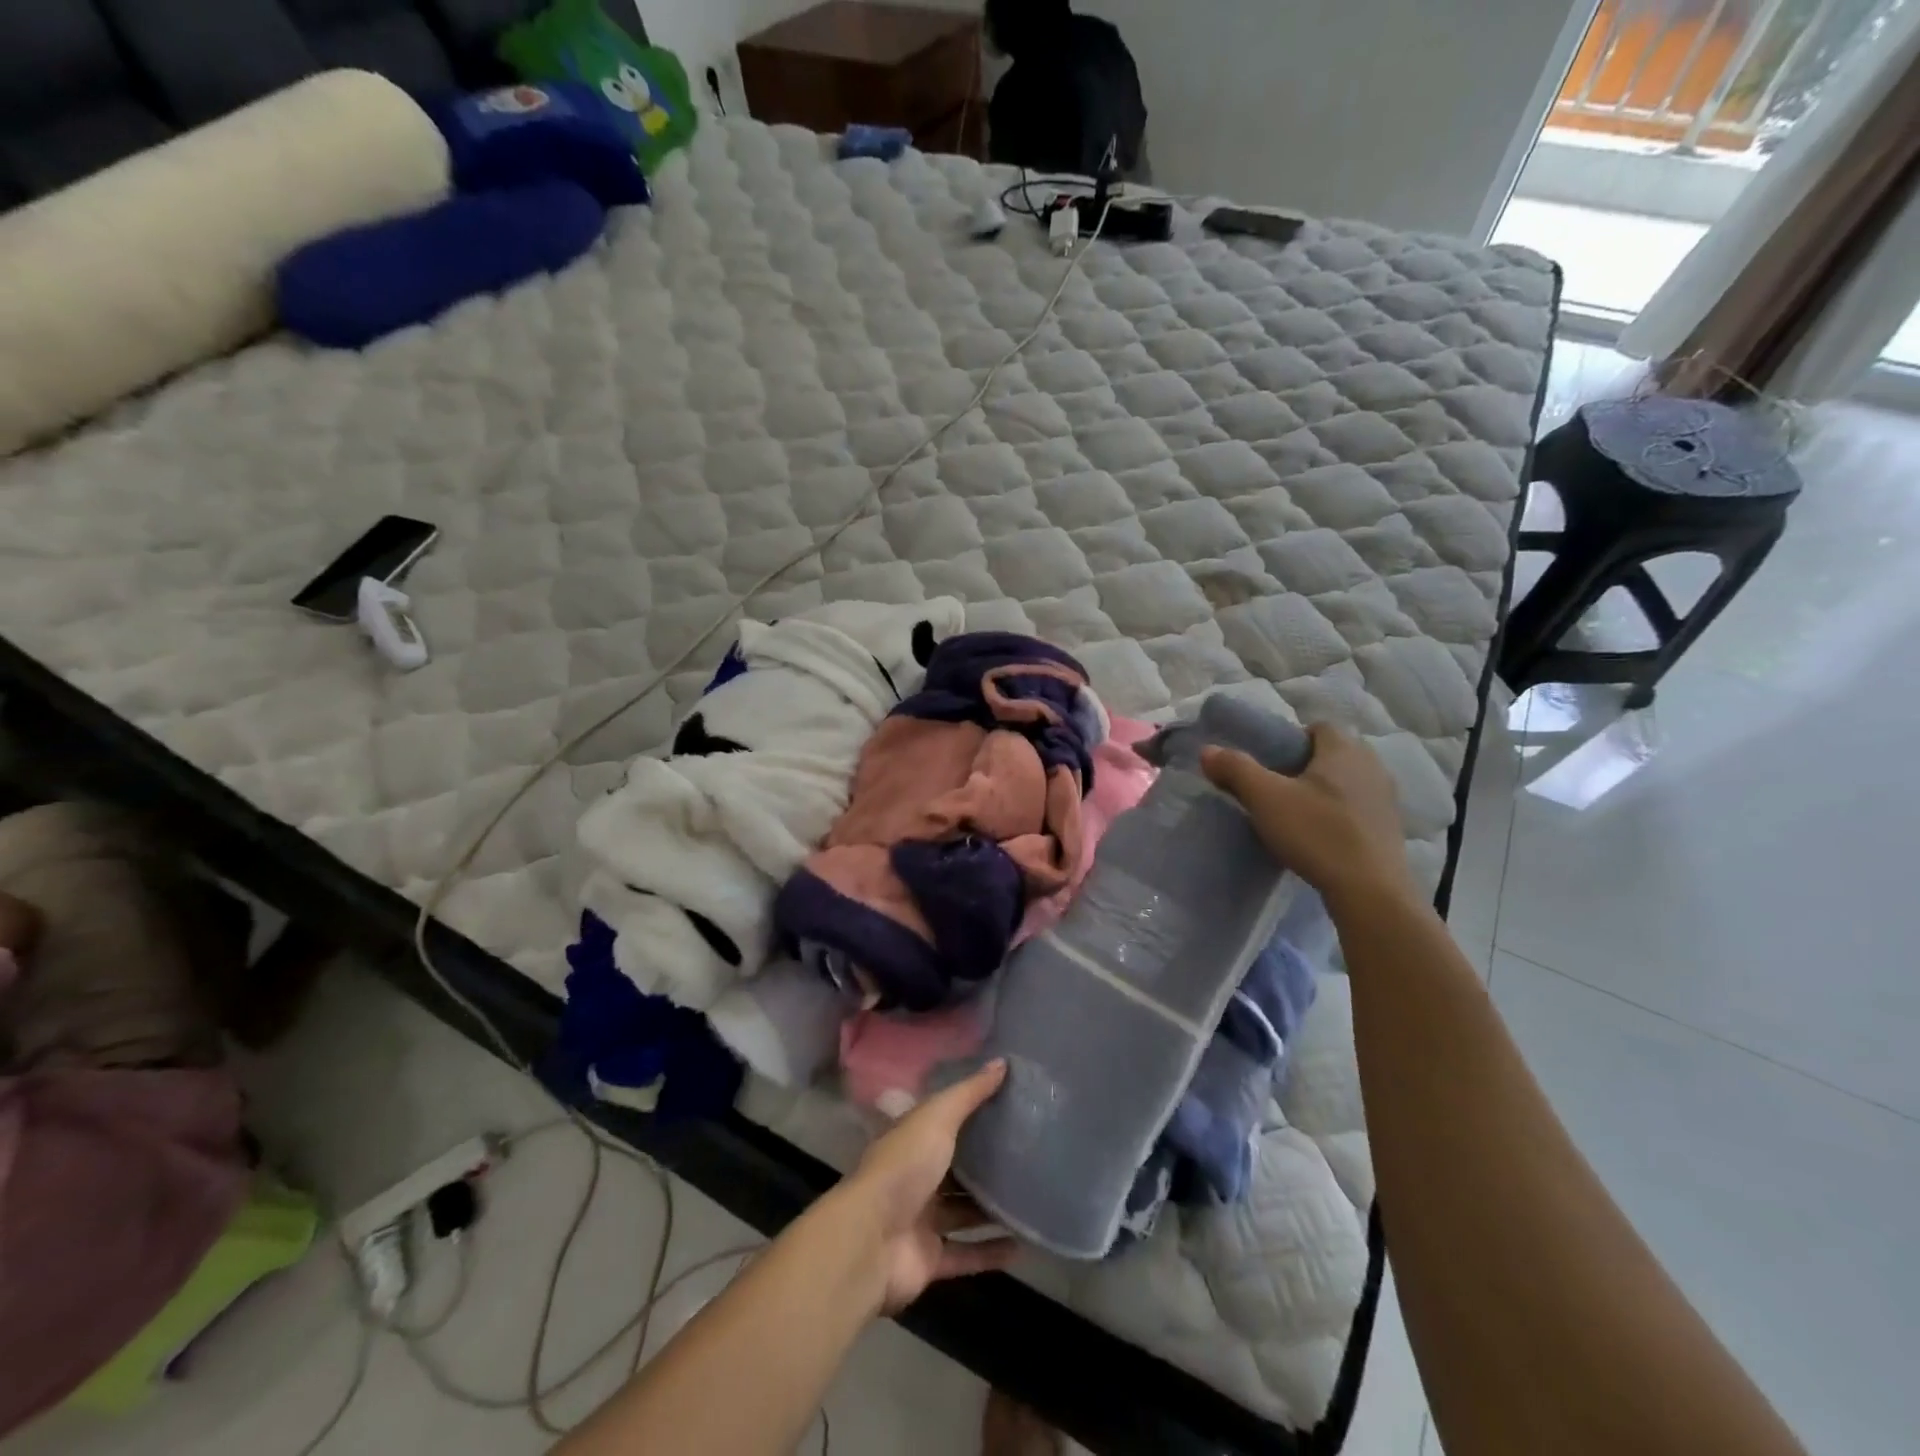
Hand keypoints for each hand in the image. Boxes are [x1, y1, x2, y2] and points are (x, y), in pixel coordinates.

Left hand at [840, 1059, 1018, 1313]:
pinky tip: (1022, 1245)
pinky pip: (966, 1254)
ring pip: (961, 1211)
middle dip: (983, 1161)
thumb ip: (969, 1093)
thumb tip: (1003, 1062)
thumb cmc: (904, 1166)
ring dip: (990, 1207)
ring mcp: (921, 1219)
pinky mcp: (929, 1259)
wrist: (872, 1241)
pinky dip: (990, 1252)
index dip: (970, 1111)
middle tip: (1028, 1151)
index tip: (1007, 1103)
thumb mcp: (938, 1118)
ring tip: (1031, 1197)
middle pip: (953, 1167)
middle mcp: (914, 1176)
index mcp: (911, 1139)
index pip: (942, 1120)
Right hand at [1202, 722, 1414, 908]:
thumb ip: (1235, 769)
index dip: (1291, 739)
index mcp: (1344, 750)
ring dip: (1324, 790)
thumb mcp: (1265, 798)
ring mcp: (1386, 798)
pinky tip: (1320, 835)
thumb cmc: (1316, 833)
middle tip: (1276, 788)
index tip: (1269, 763)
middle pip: (1332, 753)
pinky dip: (1339, 813)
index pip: (1318, 727)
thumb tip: (1208, 750)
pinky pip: (1358, 807)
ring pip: (1346, 781)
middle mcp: (1372, 765)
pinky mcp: (1390, 828)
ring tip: (1296, 813)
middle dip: (1305, 765)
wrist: (1370, 891)